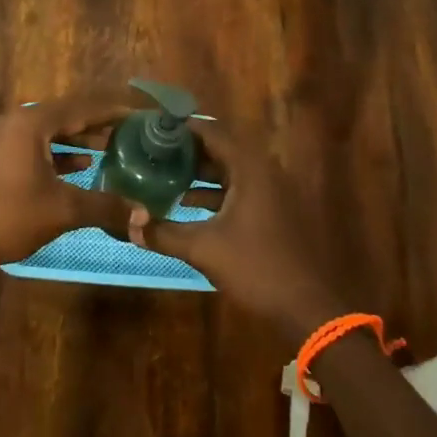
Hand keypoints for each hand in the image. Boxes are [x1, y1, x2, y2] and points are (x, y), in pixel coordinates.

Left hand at [0, 93, 132, 265]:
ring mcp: (3, 137)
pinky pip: (36, 144)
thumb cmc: (10, 217)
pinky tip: (82, 166)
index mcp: (31, 124)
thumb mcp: (63, 210)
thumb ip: (105, 206)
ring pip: (50, 131)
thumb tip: (144, 214)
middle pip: (65, 116)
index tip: (138, 114)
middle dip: (97, 124)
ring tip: (111, 148)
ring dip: (79, 139)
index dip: (111, 111)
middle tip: (129, 131)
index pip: (80, 108)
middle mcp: (15, 121)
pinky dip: (59, 152)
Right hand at [132, 119, 342, 341]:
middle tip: (153, 152)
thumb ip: (164, 234)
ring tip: (164, 176)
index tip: (154, 128)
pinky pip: (240, 189)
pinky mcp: (275, 212)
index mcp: (250, 169)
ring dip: (199, 173)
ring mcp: (273, 193)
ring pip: (230, 171)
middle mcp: (264, 172)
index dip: (182, 128)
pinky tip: (189, 206)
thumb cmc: (256, 268)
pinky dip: (215, 192)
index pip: (212, 133)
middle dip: (187, 151)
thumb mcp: (203, 249)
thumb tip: (129, 225)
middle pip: (221, 149)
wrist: (307, 308)